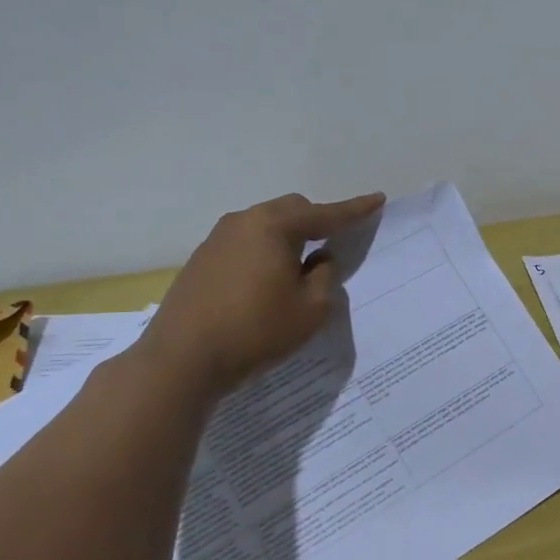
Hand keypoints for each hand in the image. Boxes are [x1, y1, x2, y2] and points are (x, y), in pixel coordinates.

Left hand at [138, 191, 384, 395]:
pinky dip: (265, 253)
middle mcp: (243, 222)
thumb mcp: (312, 308)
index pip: (325, 214)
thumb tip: (318, 260)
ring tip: (300, 268)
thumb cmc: (256, 330)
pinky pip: (245, 244)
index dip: (355, 210)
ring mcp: (216, 240)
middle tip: (335, 242)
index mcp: (274, 226)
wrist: (181, 360)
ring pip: (265, 226)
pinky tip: (267, 282)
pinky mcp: (200, 261)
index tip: (377, 199)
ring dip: (288, 239)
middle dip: (317, 221)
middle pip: (291, 210)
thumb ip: (326, 276)